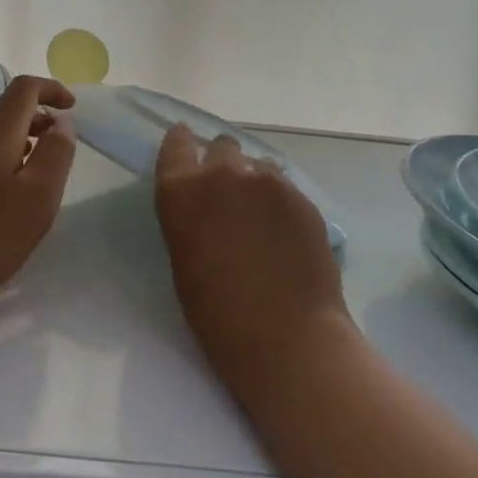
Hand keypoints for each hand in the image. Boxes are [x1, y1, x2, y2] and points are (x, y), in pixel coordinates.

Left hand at [0, 75, 76, 320]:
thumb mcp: (38, 198)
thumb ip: (56, 155)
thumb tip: (62, 122)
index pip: (23, 88)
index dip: (51, 89)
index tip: (72, 108)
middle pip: (4, 110)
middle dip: (36, 119)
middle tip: (58, 148)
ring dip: (17, 141)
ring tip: (35, 173)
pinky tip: (1, 194)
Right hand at [154, 125, 347, 380]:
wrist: (286, 334)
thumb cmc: (217, 313)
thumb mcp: (183, 258)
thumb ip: (190, 218)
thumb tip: (206, 208)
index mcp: (181, 192)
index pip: (175, 145)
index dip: (181, 142)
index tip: (185, 142)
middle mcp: (222, 174)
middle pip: (222, 147)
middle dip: (223, 163)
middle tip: (229, 194)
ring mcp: (268, 182)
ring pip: (259, 166)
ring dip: (255, 182)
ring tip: (262, 216)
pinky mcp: (302, 198)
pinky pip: (286, 187)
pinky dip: (280, 202)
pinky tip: (285, 233)